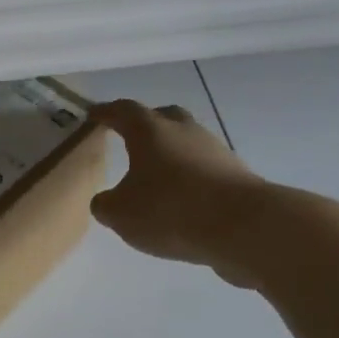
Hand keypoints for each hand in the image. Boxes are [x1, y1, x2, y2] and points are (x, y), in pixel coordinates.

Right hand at [89, 100, 271, 286]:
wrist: (245, 227)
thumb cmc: (171, 210)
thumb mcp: (120, 214)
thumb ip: (105, 204)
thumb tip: (105, 201)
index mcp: (149, 130)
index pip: (123, 111)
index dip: (106, 112)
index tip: (93, 114)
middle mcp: (183, 130)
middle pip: (162, 116)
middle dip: (145, 124)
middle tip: (129, 137)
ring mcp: (214, 150)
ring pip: (187, 142)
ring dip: (171, 153)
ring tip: (156, 176)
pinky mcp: (236, 175)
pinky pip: (204, 168)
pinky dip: (190, 178)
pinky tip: (182, 200)